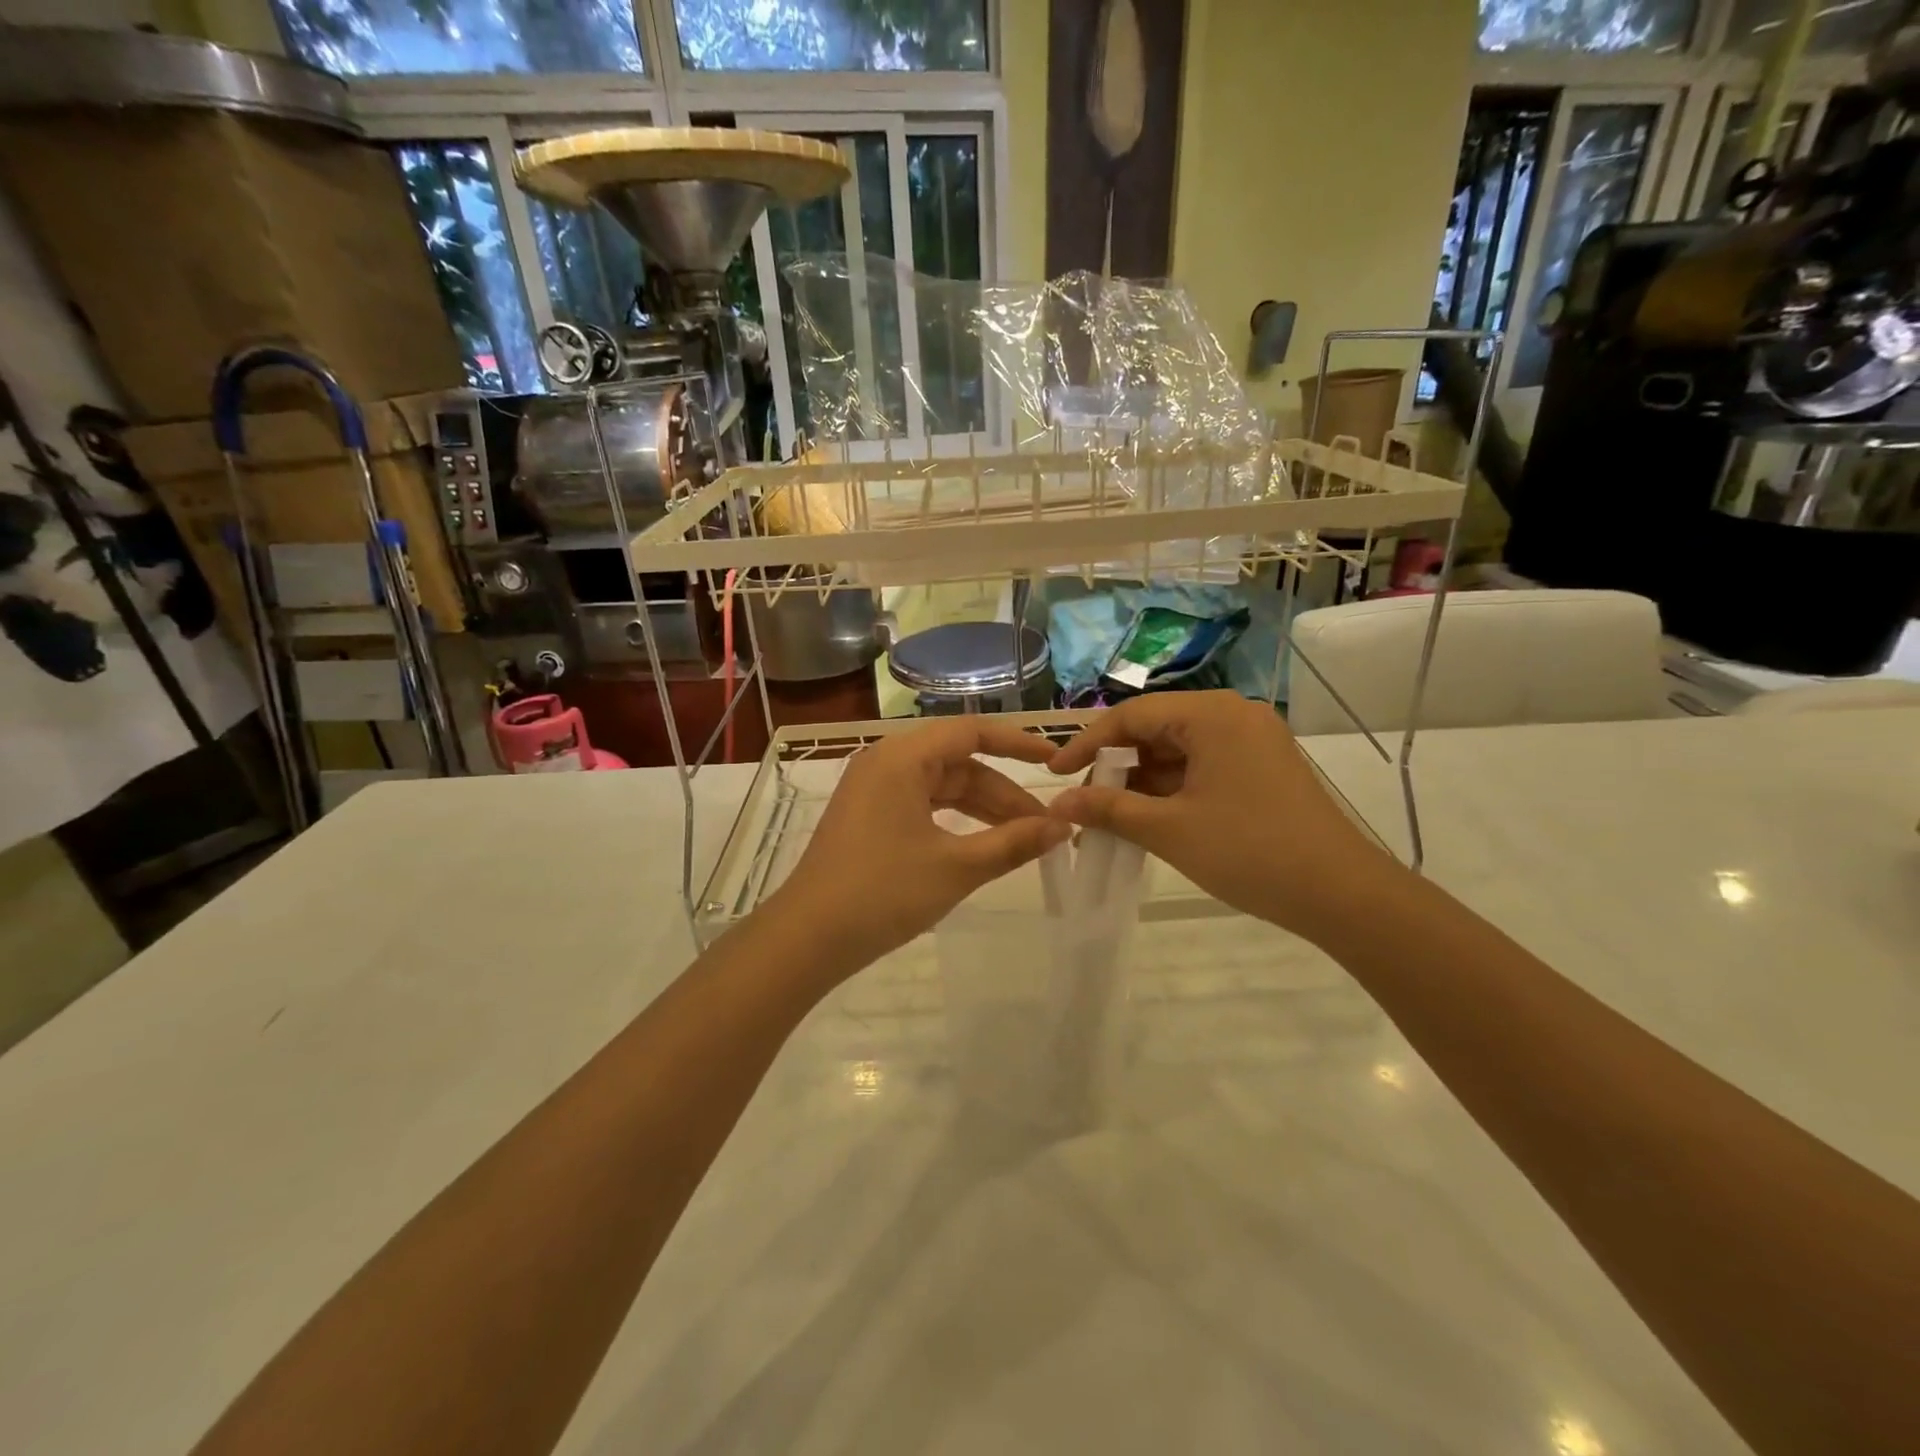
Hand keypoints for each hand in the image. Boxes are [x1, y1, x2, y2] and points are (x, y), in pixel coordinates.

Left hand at [769, 719, 1071, 976]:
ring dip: (982, 808)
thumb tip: (1063, 826)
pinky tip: (980, 843)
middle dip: (1003, 792)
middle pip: (958, 762)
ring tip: (1022, 838)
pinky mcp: (868, 817)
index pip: (971, 731)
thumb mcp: (956, 868)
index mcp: (901, 758)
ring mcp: (873, 790)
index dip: (1018, 743)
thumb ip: (1013, 843)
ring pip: (942, 786)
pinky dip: (955, 820)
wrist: (807, 938)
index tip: (1055, 760)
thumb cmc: (882, 893)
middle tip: (1045, 824)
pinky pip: (922, 804)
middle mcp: (885, 762)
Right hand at [1046, 691, 1398, 938]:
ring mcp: (1251, 740)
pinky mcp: (1261, 767)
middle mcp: (1232, 714)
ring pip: (1177, 750)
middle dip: (1115, 766)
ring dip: (1142, 781)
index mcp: (1211, 715)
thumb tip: (1060, 802)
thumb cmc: (1249, 852)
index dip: (1087, 744)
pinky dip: (1171, 789)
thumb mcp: (1169, 830)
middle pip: (1155, 729)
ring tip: (1112, 818)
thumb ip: (1108, 809)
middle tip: (1086, 803)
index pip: (1132, 715)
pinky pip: (1201, 766)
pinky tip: (1149, 818)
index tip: (1055, 775)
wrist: (1341, 894)